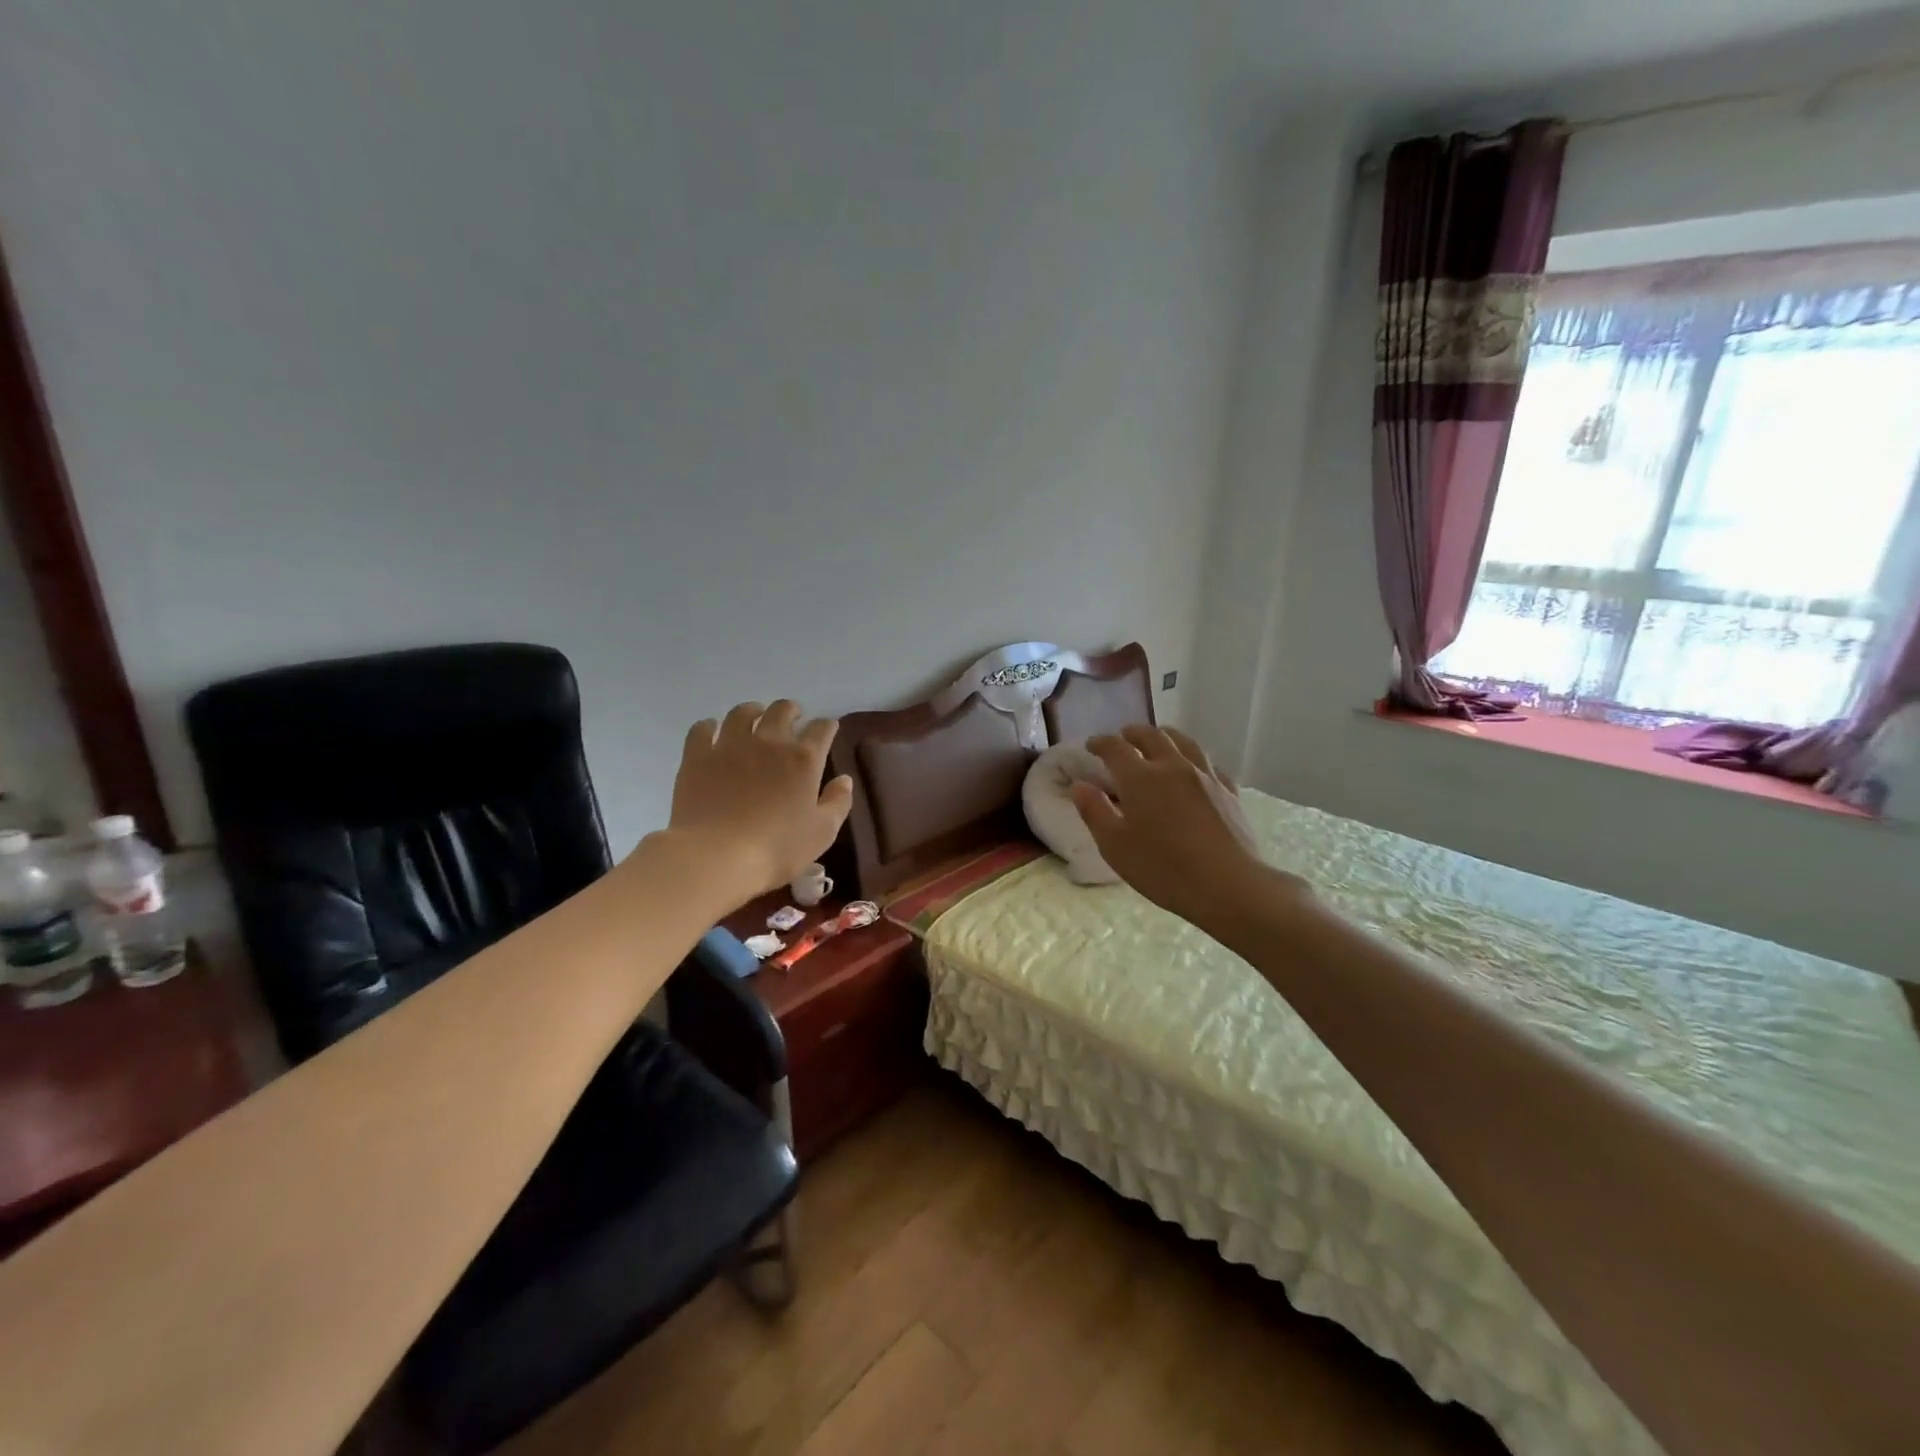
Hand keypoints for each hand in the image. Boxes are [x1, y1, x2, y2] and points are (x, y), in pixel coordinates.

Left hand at [666, 701, 854, 902]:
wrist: (717, 856)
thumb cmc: (777, 848)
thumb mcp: (822, 832)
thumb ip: (838, 802)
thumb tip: (844, 780)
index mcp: (804, 758)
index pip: (822, 729)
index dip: (827, 726)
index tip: (827, 730)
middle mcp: (769, 742)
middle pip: (782, 710)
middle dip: (791, 711)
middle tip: (793, 718)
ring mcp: (730, 745)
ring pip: (742, 713)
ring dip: (753, 711)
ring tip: (754, 717)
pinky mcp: (698, 756)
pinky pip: (702, 728)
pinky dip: (710, 726)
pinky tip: (712, 730)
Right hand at [1071, 725, 1296, 931]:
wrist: (1228, 885)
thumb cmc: (1163, 869)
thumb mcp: (1115, 846)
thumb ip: (1094, 812)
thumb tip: (1081, 785)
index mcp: (1140, 778)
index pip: (1115, 748)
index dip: (1100, 743)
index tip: (1091, 745)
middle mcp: (1173, 766)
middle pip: (1152, 736)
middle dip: (1133, 733)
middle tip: (1123, 738)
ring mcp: (1205, 776)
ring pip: (1184, 742)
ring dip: (1164, 736)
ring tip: (1157, 741)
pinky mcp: (1228, 791)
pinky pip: (1207, 763)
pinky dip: (1192, 759)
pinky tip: (1193, 769)